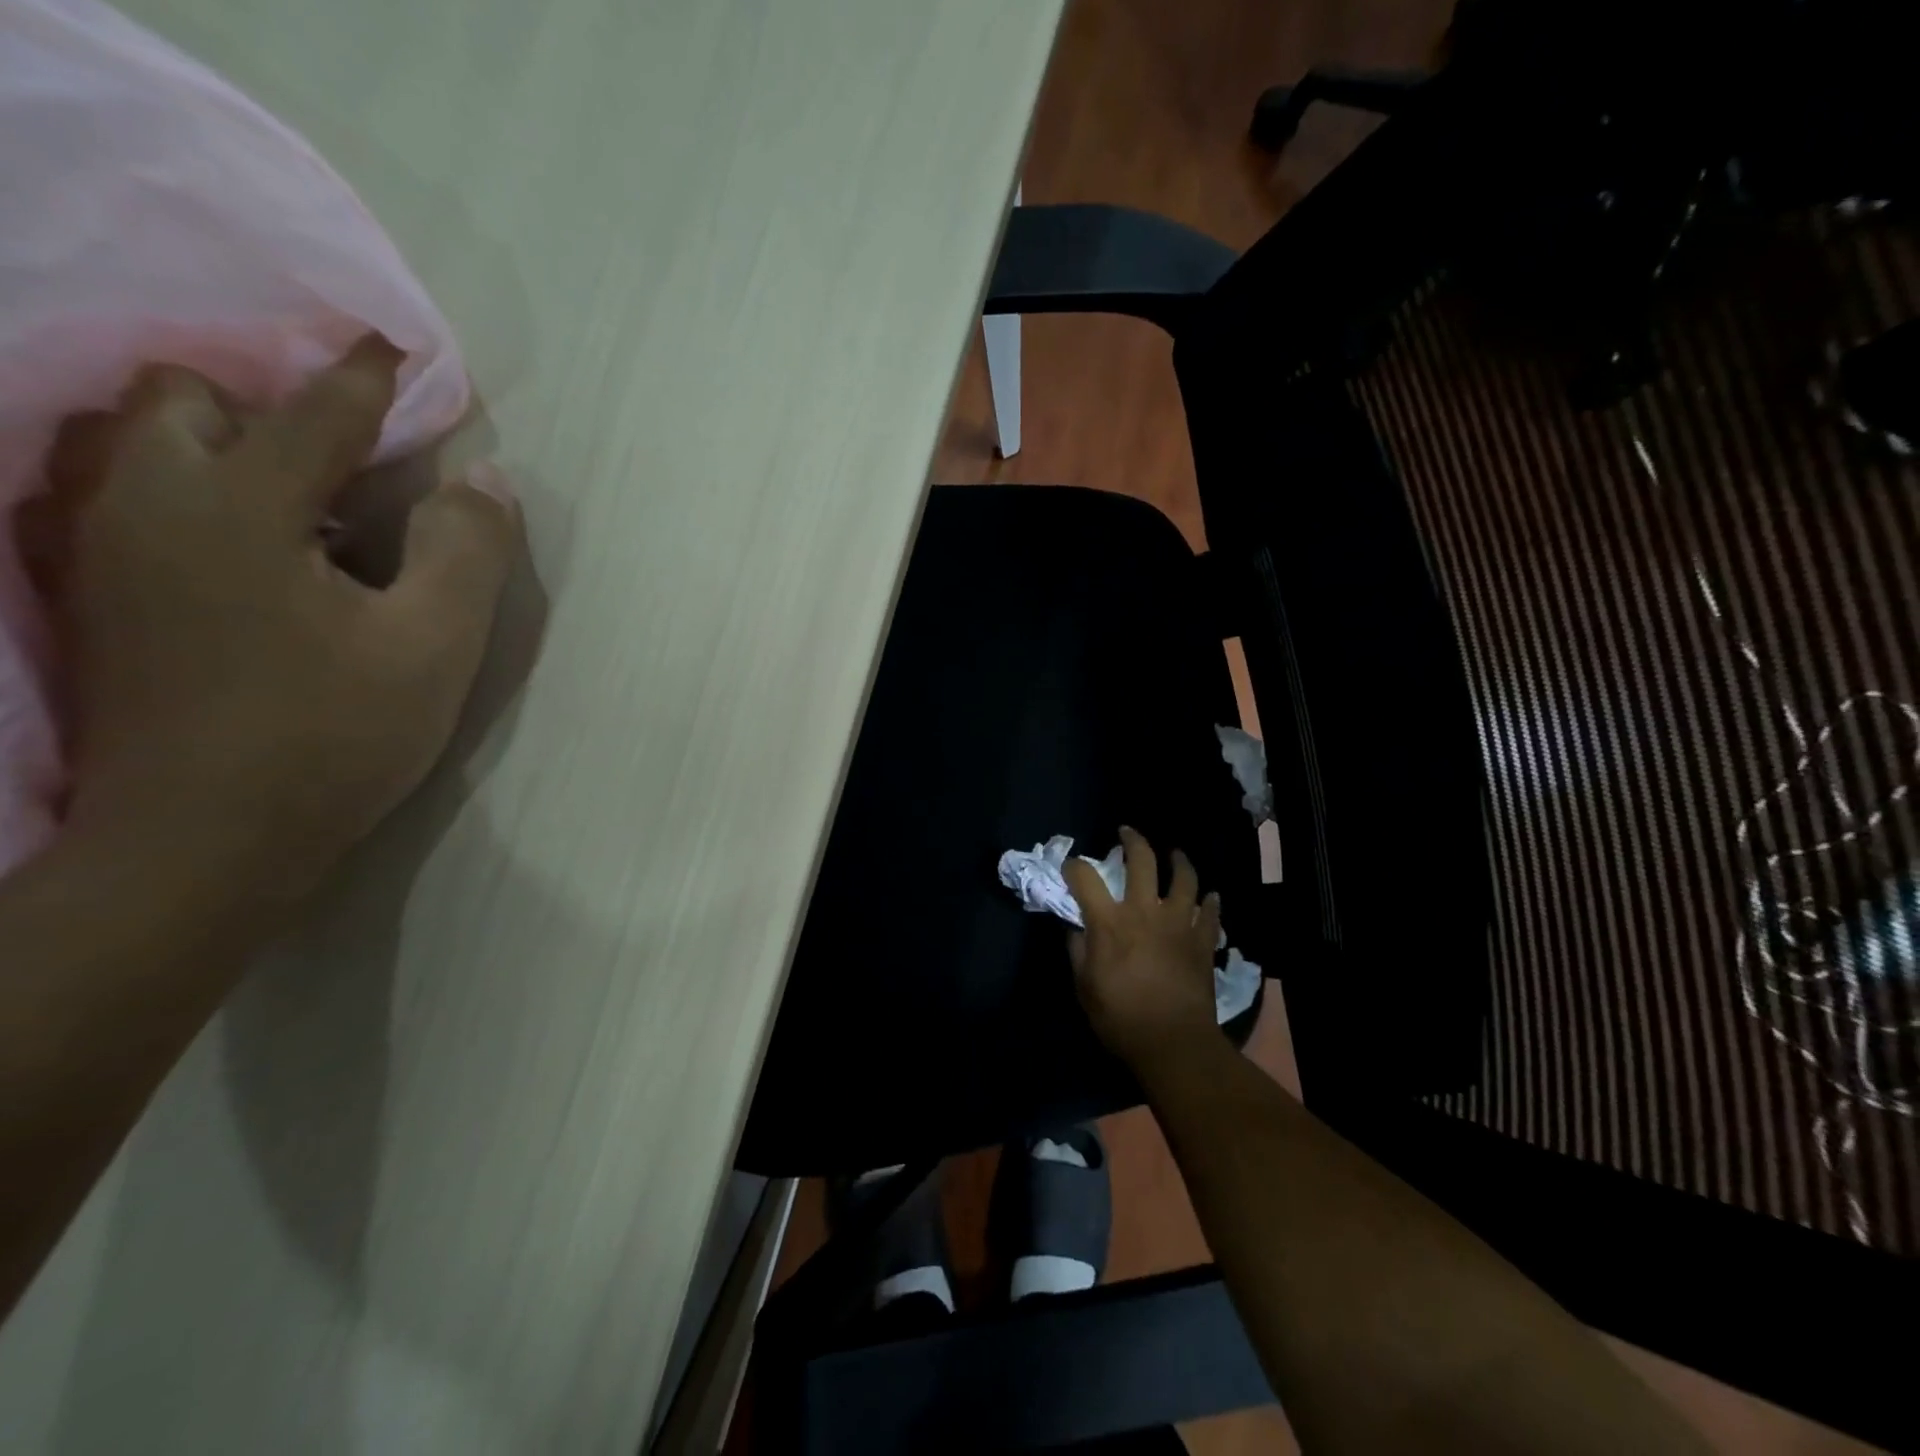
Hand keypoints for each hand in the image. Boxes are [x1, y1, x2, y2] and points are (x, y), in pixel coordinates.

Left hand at [22, 335, 521, 908]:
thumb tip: (488, 481)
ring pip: (132, 443)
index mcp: (236, 509)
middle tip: (345, 466)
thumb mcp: (435, 646)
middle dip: (267, 407)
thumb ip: (466, 552)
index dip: (367, 379)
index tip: (399, 350)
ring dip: (217, 445)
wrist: (206, 842)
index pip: (314, 414)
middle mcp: (144, 505)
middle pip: (182, 398)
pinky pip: (118, 498)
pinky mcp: (90, 597)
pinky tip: (242, 550)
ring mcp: (100, 551)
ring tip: (295, 502)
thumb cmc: (334, 736)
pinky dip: (182, 491)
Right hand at [1062, 826, 1222, 1070]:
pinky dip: (1210, 902)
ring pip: (1184, 878)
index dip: (1074, 867)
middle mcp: (1144, 911)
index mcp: (1109, 921)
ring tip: (1176, 854)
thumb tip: (1076, 929)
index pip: (1085, 878)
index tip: (1071, 866)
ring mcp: (1178, 923)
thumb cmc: (1120, 1017)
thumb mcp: (1084, 987)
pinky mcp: (1202, 940)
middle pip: (1141, 860)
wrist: (1172, 1042)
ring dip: (1180, 861)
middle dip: (1132, 840)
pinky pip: (1211, 913)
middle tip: (1127, 833)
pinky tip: (1210, 897)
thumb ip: (1077, 951)